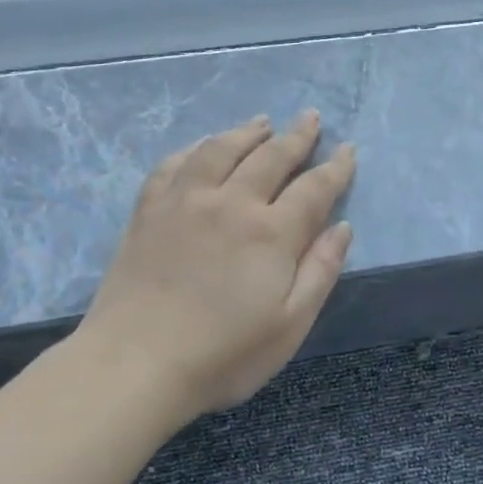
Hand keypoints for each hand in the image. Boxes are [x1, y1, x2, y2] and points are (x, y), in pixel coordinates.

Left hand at [73, 112, 355, 421]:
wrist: (134, 365)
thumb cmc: (223, 355)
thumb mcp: (290, 325)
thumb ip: (320, 271)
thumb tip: (341, 227)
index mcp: (271, 233)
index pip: (314, 188)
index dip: (335, 168)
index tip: (348, 150)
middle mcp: (231, 203)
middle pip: (270, 157)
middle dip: (297, 136)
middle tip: (311, 118)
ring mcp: (184, 202)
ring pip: (221, 149)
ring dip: (247, 132)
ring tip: (262, 122)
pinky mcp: (148, 211)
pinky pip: (173, 165)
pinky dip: (194, 149)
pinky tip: (202, 147)